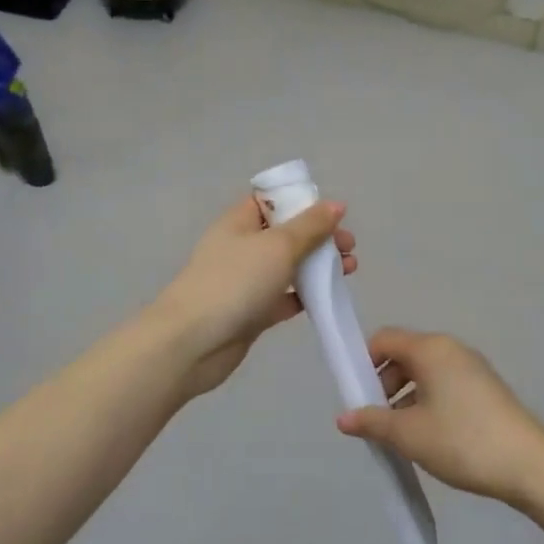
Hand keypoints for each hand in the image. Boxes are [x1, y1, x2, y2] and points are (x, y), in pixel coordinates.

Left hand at [155, 196, 354, 397]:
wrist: (193, 342)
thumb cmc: (235, 282)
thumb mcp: (278, 246)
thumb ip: (310, 226)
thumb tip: (335, 204)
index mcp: (239, 221)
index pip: (271, 200)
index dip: (301, 202)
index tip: (332, 213)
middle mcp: (241, 247)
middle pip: (285, 234)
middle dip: (319, 237)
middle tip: (349, 247)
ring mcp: (245, 281)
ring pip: (287, 267)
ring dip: (317, 266)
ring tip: (350, 270)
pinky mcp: (251, 312)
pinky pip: (283, 298)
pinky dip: (304, 296)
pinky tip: (328, 298)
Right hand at [336, 329, 543, 505]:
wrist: (531, 466)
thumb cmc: (462, 441)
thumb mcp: (409, 434)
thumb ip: (372, 422)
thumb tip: (343, 418)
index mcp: (430, 349)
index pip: (384, 339)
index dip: (363, 362)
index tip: (356, 395)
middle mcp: (451, 349)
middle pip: (404, 355)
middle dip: (383, 384)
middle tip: (377, 420)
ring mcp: (473, 368)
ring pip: (425, 372)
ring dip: (405, 397)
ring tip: (402, 435)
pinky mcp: (487, 388)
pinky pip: (445, 384)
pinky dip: (428, 401)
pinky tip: (430, 436)